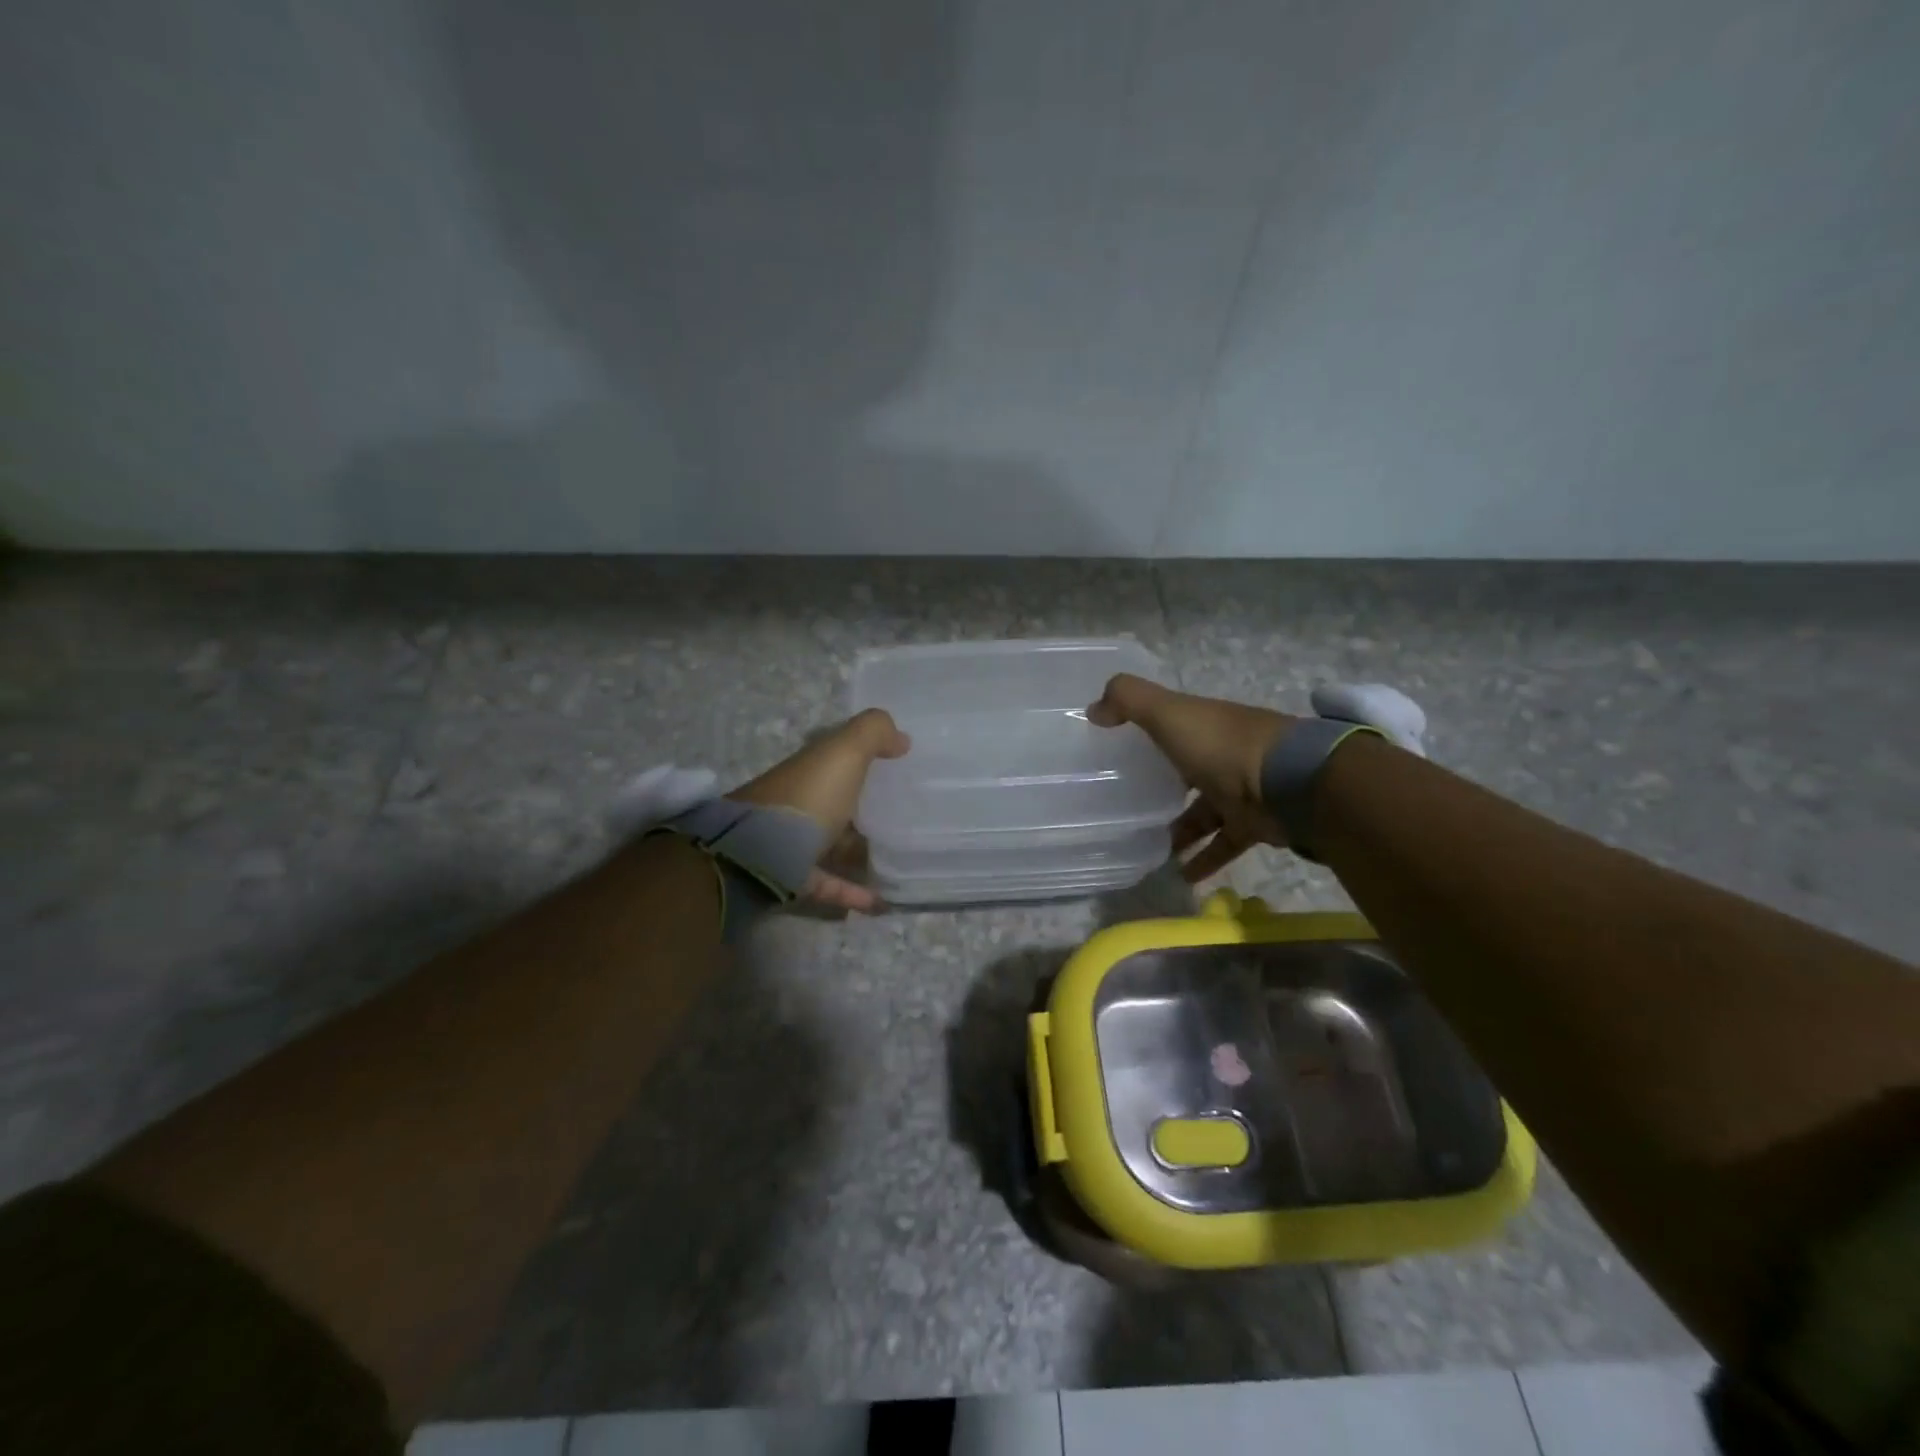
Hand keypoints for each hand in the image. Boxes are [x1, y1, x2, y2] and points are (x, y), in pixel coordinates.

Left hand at [727, 708, 910, 911]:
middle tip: (907, 812)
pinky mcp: (795, 879)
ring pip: (833, 843)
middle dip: (866, 803)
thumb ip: (873, 733)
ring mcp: (795, 842)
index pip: (837, 756)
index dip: (865, 754)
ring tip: (900, 858)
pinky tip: (884, 901)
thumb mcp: (844, 752)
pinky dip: (855, 892)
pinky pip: (831, 884)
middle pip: (837, 799)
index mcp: (811, 769)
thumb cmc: (807, 797)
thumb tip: (901, 738)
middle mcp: (802, 801)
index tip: (899, 762)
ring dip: (861, 850)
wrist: (755, 855)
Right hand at [1087, 674, 1297, 881]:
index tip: (1118, 758)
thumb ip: (1129, 701)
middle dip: (1162, 790)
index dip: (1147, 738)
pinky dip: (1204, 858)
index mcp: (1204, 725)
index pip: (1172, 728)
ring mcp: (1240, 790)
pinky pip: (1223, 843)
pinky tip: (1181, 876)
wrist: (1291, 784)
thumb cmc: (1222, 745)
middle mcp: (1222, 754)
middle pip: (1187, 772)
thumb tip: (1093, 709)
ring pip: (1203, 812)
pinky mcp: (1253, 824)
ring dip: (1179, 832)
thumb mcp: (1169, 713)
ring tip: (1148, 851)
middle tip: (1127, 811)